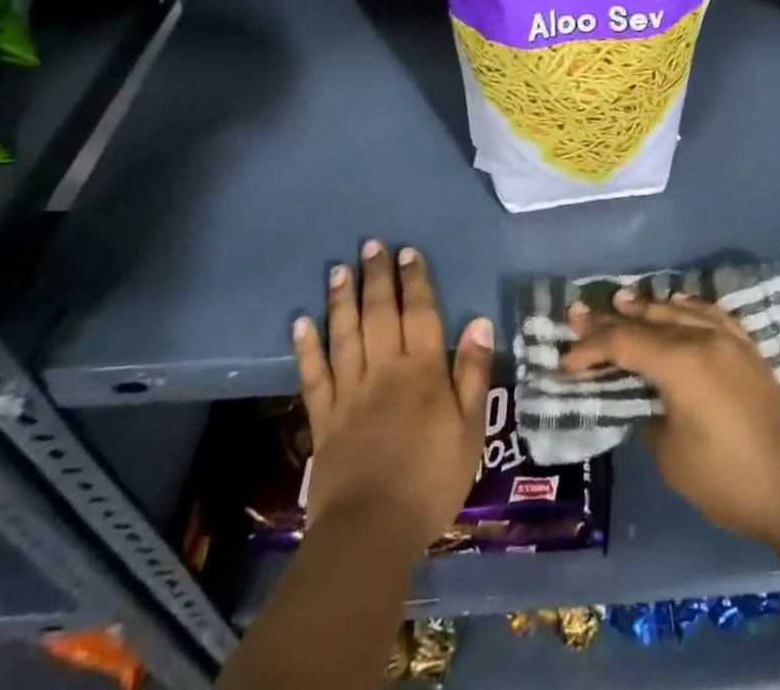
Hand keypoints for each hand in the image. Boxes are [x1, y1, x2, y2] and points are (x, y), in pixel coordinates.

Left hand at [293, 240, 493, 551]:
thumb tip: (480, 322)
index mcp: (423, 371)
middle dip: (377, 277)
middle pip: (380, 314)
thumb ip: (474, 374)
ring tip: (339, 270)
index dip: (415, 280)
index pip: (420, 313)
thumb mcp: (471, 429)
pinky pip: (313, 376)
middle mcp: (384, 370)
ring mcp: (350, 393)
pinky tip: (299, 323)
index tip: (408, 252)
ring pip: (345, 335)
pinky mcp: (324, 419)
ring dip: (342, 300)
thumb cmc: (432, 480)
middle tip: (371, 246)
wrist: (371, 532)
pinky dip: (305, 348)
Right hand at [561, 291, 779, 545]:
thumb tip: (645, 402)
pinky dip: (685, 307)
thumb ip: (649, 417)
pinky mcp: (747, 349)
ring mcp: (729, 339)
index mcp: (680, 362)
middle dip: (612, 318)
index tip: (566, 360)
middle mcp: (703, 338)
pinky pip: (709, 314)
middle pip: (648, 319)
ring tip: (622, 300)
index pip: (624, 342)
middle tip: (580, 312)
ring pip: (679, 309)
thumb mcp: (671, 456)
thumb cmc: (727, 479)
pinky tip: (677, 306)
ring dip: (648, 306)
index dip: (591, 348)